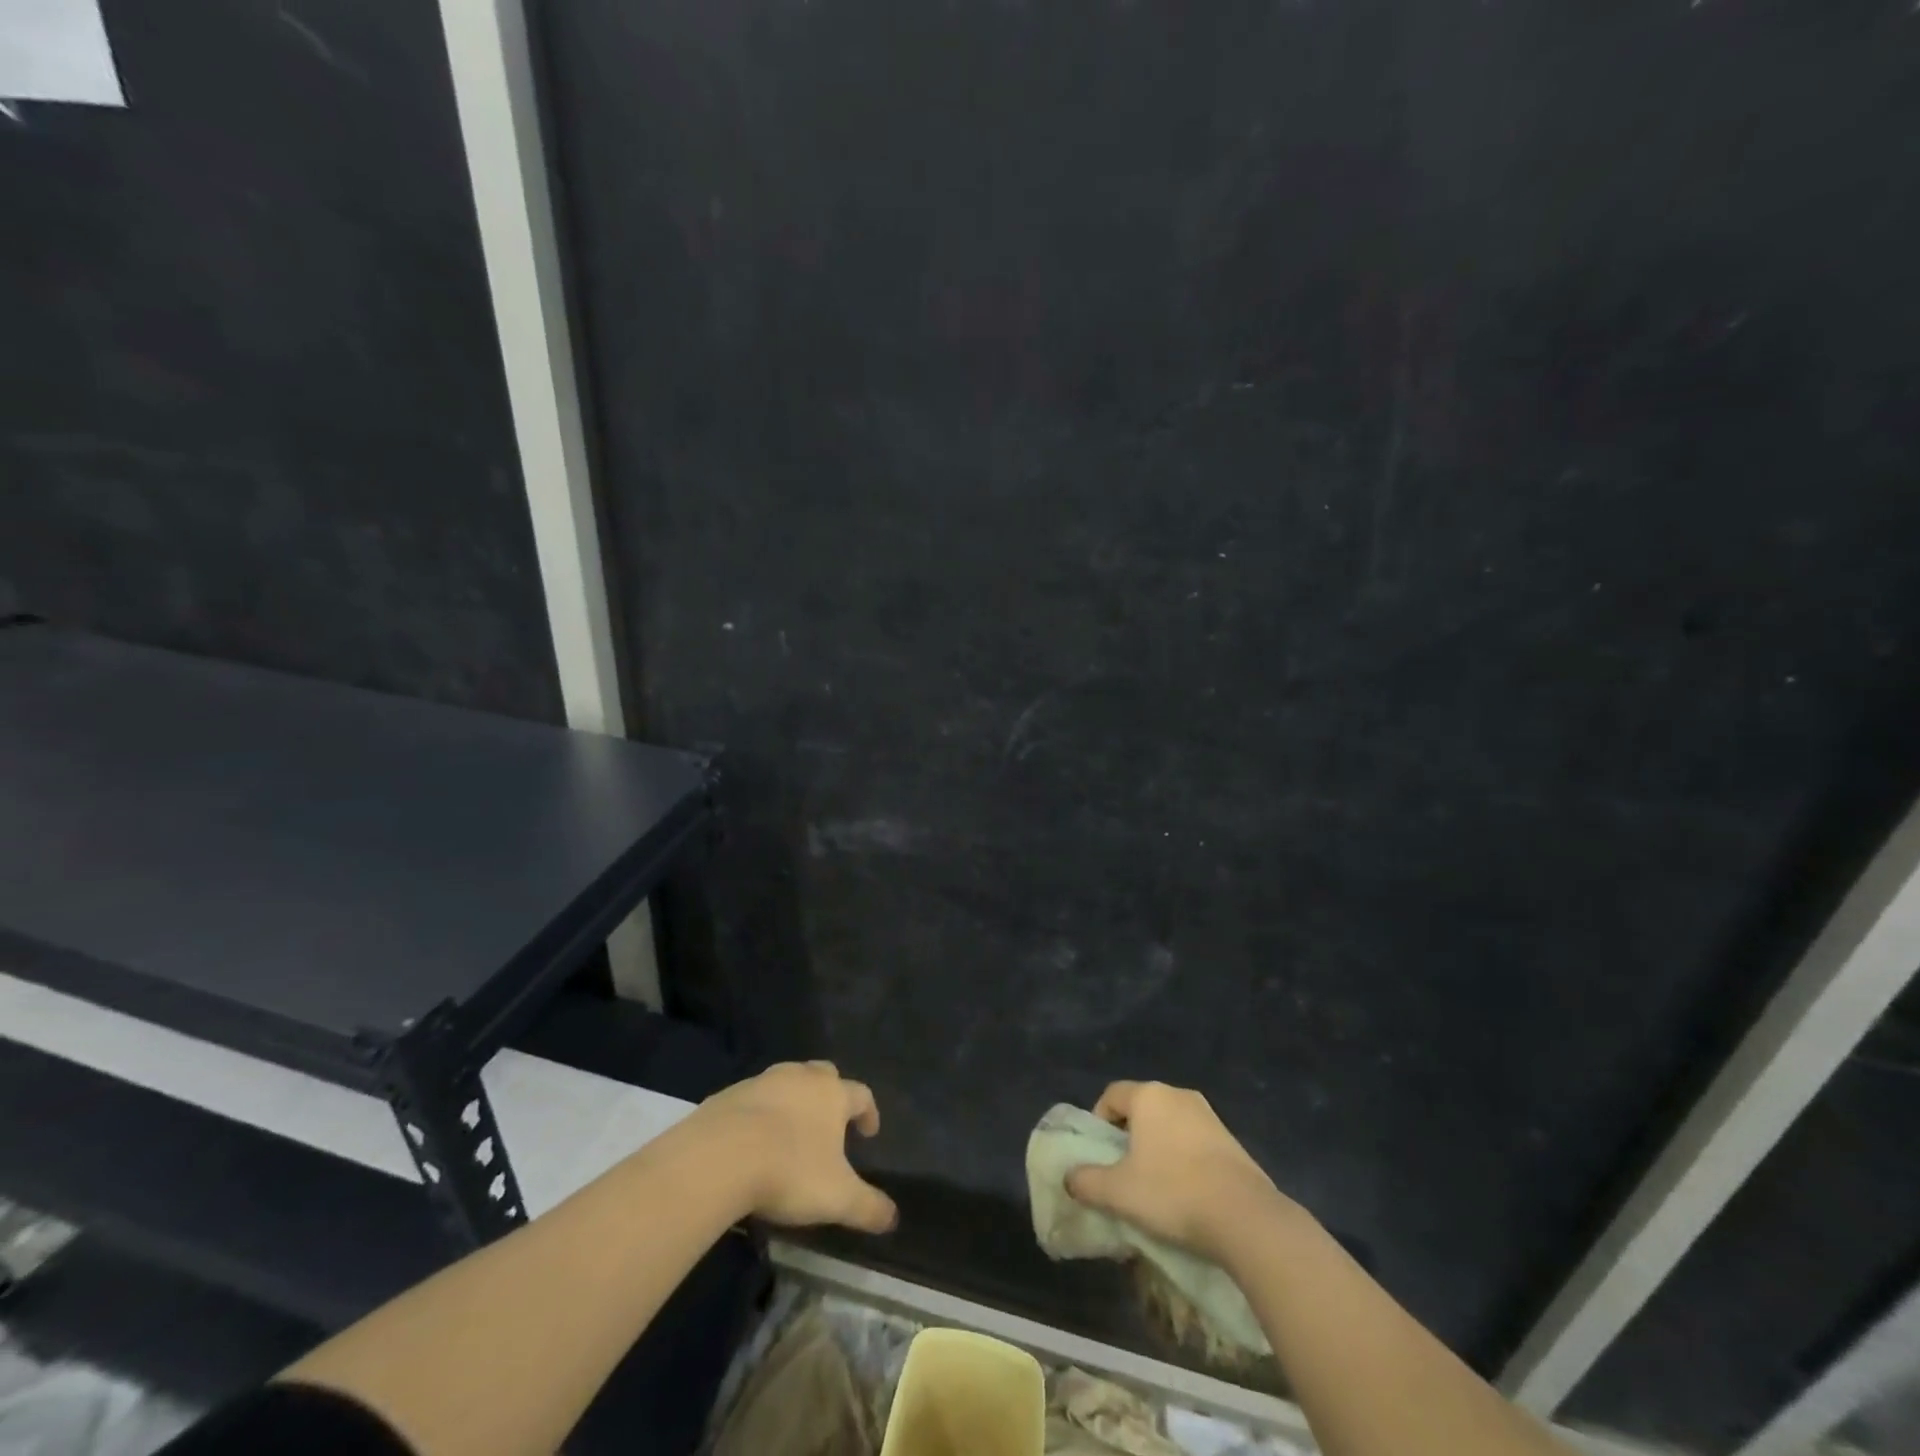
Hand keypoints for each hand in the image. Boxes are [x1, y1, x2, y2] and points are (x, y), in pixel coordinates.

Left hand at [694, 1061, 898, 1233]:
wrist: (718, 1156)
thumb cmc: (789, 1170)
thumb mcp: (837, 1197)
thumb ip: (868, 1207)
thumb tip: (893, 1218)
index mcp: (832, 1094)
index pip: (861, 1094)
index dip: (869, 1112)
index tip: (869, 1132)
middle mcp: (801, 1077)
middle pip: (824, 1075)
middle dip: (831, 1094)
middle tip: (830, 1123)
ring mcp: (762, 1082)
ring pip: (787, 1081)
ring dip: (793, 1100)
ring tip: (790, 1131)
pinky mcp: (729, 1094)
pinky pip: (752, 1098)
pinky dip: (759, 1113)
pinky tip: (752, 1140)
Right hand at [1065, 1080, 1293, 1262]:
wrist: (1245, 1217)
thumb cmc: (1172, 1192)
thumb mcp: (1118, 1192)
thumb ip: (1086, 1181)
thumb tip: (1069, 1177)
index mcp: (1148, 1095)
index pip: (1111, 1095)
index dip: (1099, 1122)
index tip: (1100, 1154)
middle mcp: (1178, 1095)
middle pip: (1141, 1108)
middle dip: (1128, 1136)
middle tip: (1123, 1171)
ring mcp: (1209, 1115)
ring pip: (1169, 1124)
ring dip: (1157, 1148)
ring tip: (1154, 1186)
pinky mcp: (1231, 1140)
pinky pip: (1194, 1141)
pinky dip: (1183, 1159)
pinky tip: (1185, 1192)